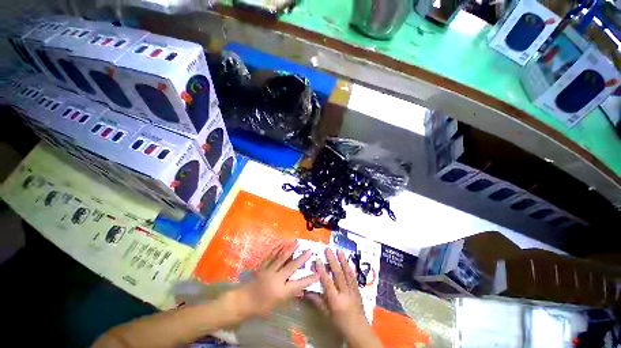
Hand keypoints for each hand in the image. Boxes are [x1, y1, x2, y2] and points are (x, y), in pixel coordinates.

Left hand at [233, 240, 318, 318]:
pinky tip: (282, 243)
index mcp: (280, 292)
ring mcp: (268, 270)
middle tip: (309, 250)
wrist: (242, 301)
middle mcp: (276, 279)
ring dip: (290, 249)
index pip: (298, 285)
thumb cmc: (260, 307)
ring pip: (281, 257)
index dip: (309, 279)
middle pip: (291, 267)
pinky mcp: (262, 266)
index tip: (318, 273)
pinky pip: (271, 255)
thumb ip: (290, 295)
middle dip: (301, 258)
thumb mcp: (277, 305)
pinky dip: (277, 248)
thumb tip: (302, 289)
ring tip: (297, 242)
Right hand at [306, 249, 380, 347]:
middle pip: (338, 274)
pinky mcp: (358, 290)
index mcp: (336, 301)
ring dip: (343, 261)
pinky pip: (353, 277)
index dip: (322, 271)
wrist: (359, 330)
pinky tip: (347, 262)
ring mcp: (353, 291)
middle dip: (333, 261)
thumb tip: (306, 291)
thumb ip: (317, 301)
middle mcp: (345, 294)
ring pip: (347, 273)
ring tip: (339, 250)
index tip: (318, 259)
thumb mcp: (327, 315)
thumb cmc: (340, 324)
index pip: (328, 283)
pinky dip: (349, 268)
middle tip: (328, 250)